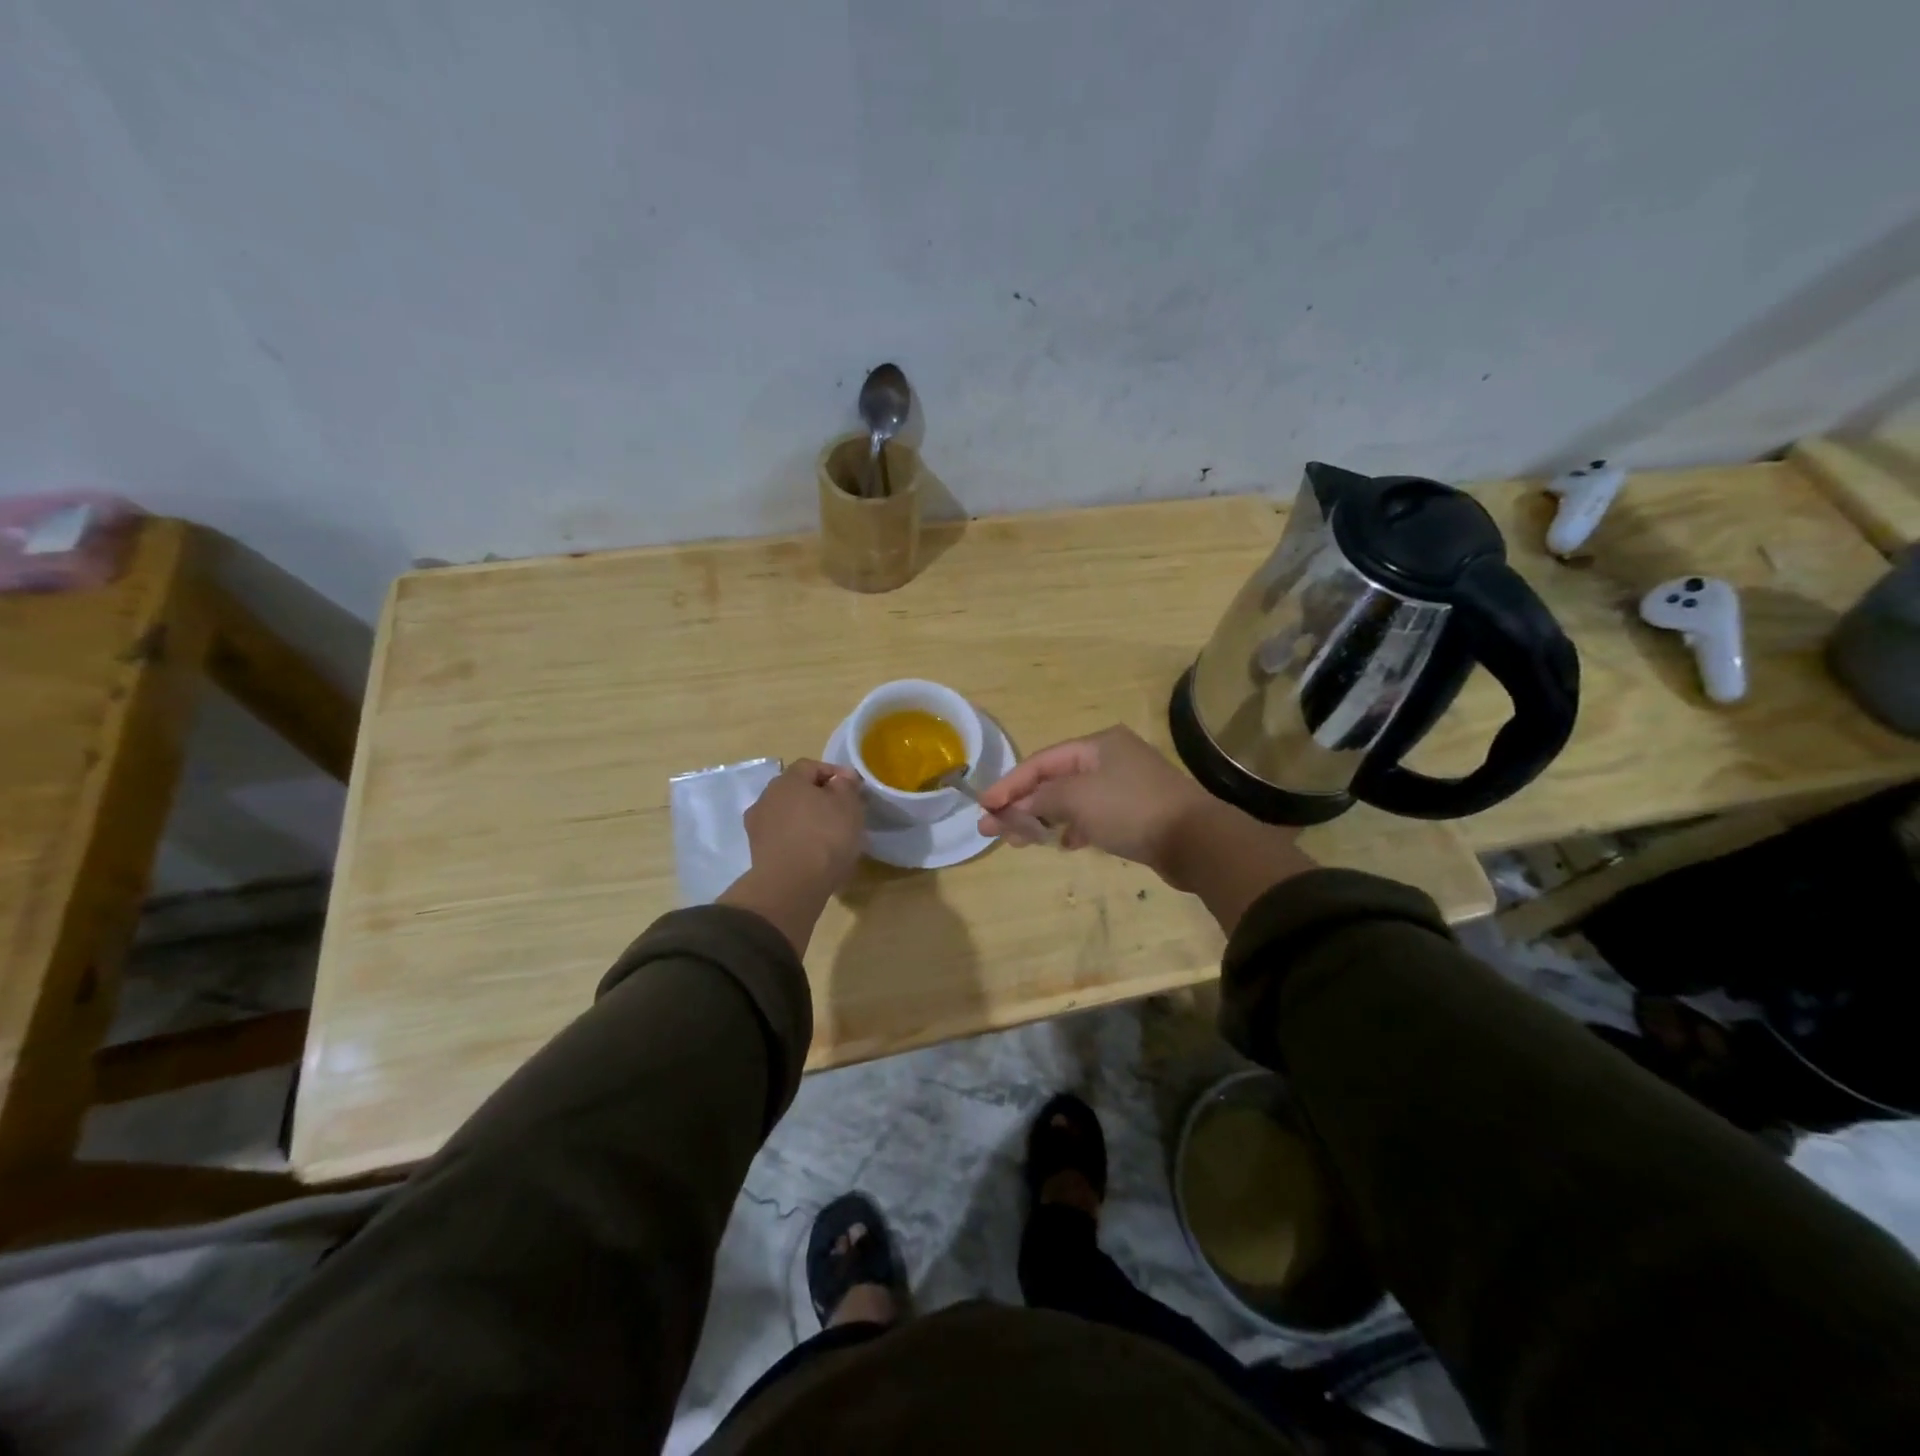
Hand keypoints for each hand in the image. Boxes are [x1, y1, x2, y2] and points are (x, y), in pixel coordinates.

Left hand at [720, 759, 865, 953]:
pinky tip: (813, 854)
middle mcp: (766, 797)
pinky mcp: (757, 852)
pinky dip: (797, 841)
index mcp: (787, 780)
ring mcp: (757, 826)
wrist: (791, 885)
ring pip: (787, 815)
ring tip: (829, 837)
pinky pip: (782, 838)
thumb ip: (846, 786)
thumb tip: (841, 777)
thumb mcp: (848, 805)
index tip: (853, 789)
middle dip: (818, 797)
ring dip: (806, 820)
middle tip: (842, 812)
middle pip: (796, 790)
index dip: (834, 773)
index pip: (811, 766)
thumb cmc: (825, 836)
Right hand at [975, 726, 1209, 867]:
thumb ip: (1039, 800)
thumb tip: (1013, 808)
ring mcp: (1124, 786)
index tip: (984, 806)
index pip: (1041, 761)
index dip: (1009, 784)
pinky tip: (1063, 844)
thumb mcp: (1077, 799)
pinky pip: (1091, 816)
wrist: (1195, 841)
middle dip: (1022, 805)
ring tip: (1020, 842)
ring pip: (1071, 801)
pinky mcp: (1134, 813)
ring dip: (1043, 819)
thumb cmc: (1131, 809)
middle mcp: (1110, 759)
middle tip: (993, 829)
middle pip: (1053, 781)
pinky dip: (1073, 828)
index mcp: (1097, 745)